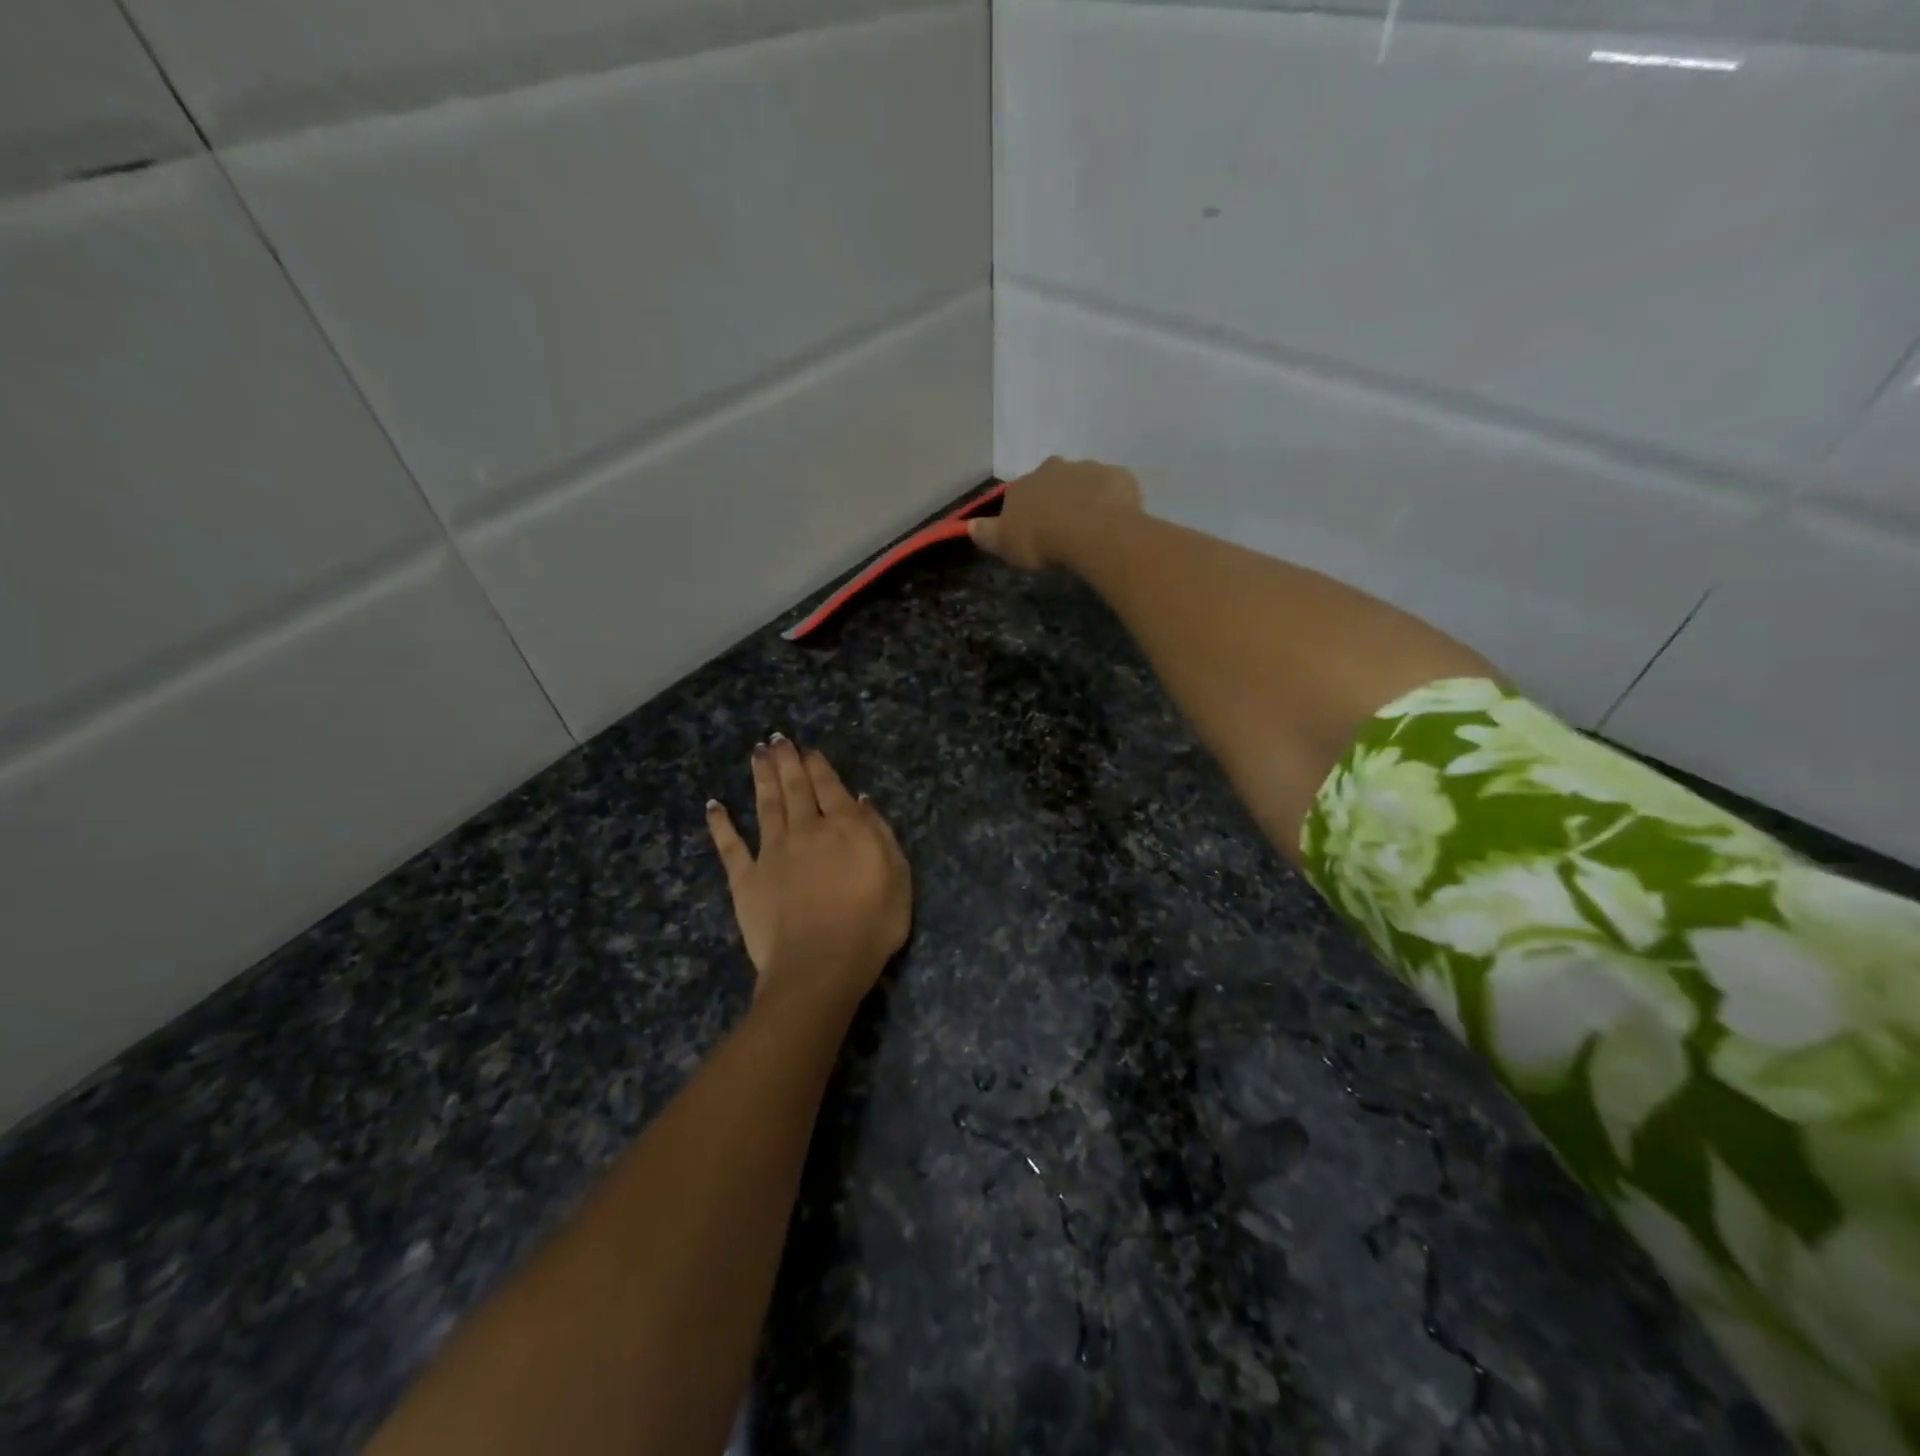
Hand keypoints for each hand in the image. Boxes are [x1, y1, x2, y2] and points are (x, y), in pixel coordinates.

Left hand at [706, 737, 910, 1007]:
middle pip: (794, 788)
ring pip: (765, 805)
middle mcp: (806, 830)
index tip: (809, 749)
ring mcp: (772, 853)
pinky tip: (713, 806)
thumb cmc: (871, 924)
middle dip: (787, 761)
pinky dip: (720, 825)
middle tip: (777, 739)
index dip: (819, 766)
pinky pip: (730, 846)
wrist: (821, 964)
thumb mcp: (898, 876)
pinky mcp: (746, 879)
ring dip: (761, 778)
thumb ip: (879, 834)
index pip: (830, 787)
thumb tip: (861, 801)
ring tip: (757, 754)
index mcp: (845, 827)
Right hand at [968, 456, 1142, 571]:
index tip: (1033, 533)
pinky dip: (1112, 501)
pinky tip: (1114, 521)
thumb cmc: (1042, 540)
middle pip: (1052, 482)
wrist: (1092, 530)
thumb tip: (969, 525)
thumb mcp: (1005, 544)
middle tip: (1063, 529)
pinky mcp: (1118, 476)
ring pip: (1084, 482)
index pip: (1019, 495)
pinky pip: (1113, 488)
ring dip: (1085, 499)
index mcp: (1024, 484)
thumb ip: (987, 534)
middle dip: (1056, 499)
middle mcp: (1054, 468)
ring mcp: (1088, 468)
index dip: (1026, 513)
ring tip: (1091, 528)